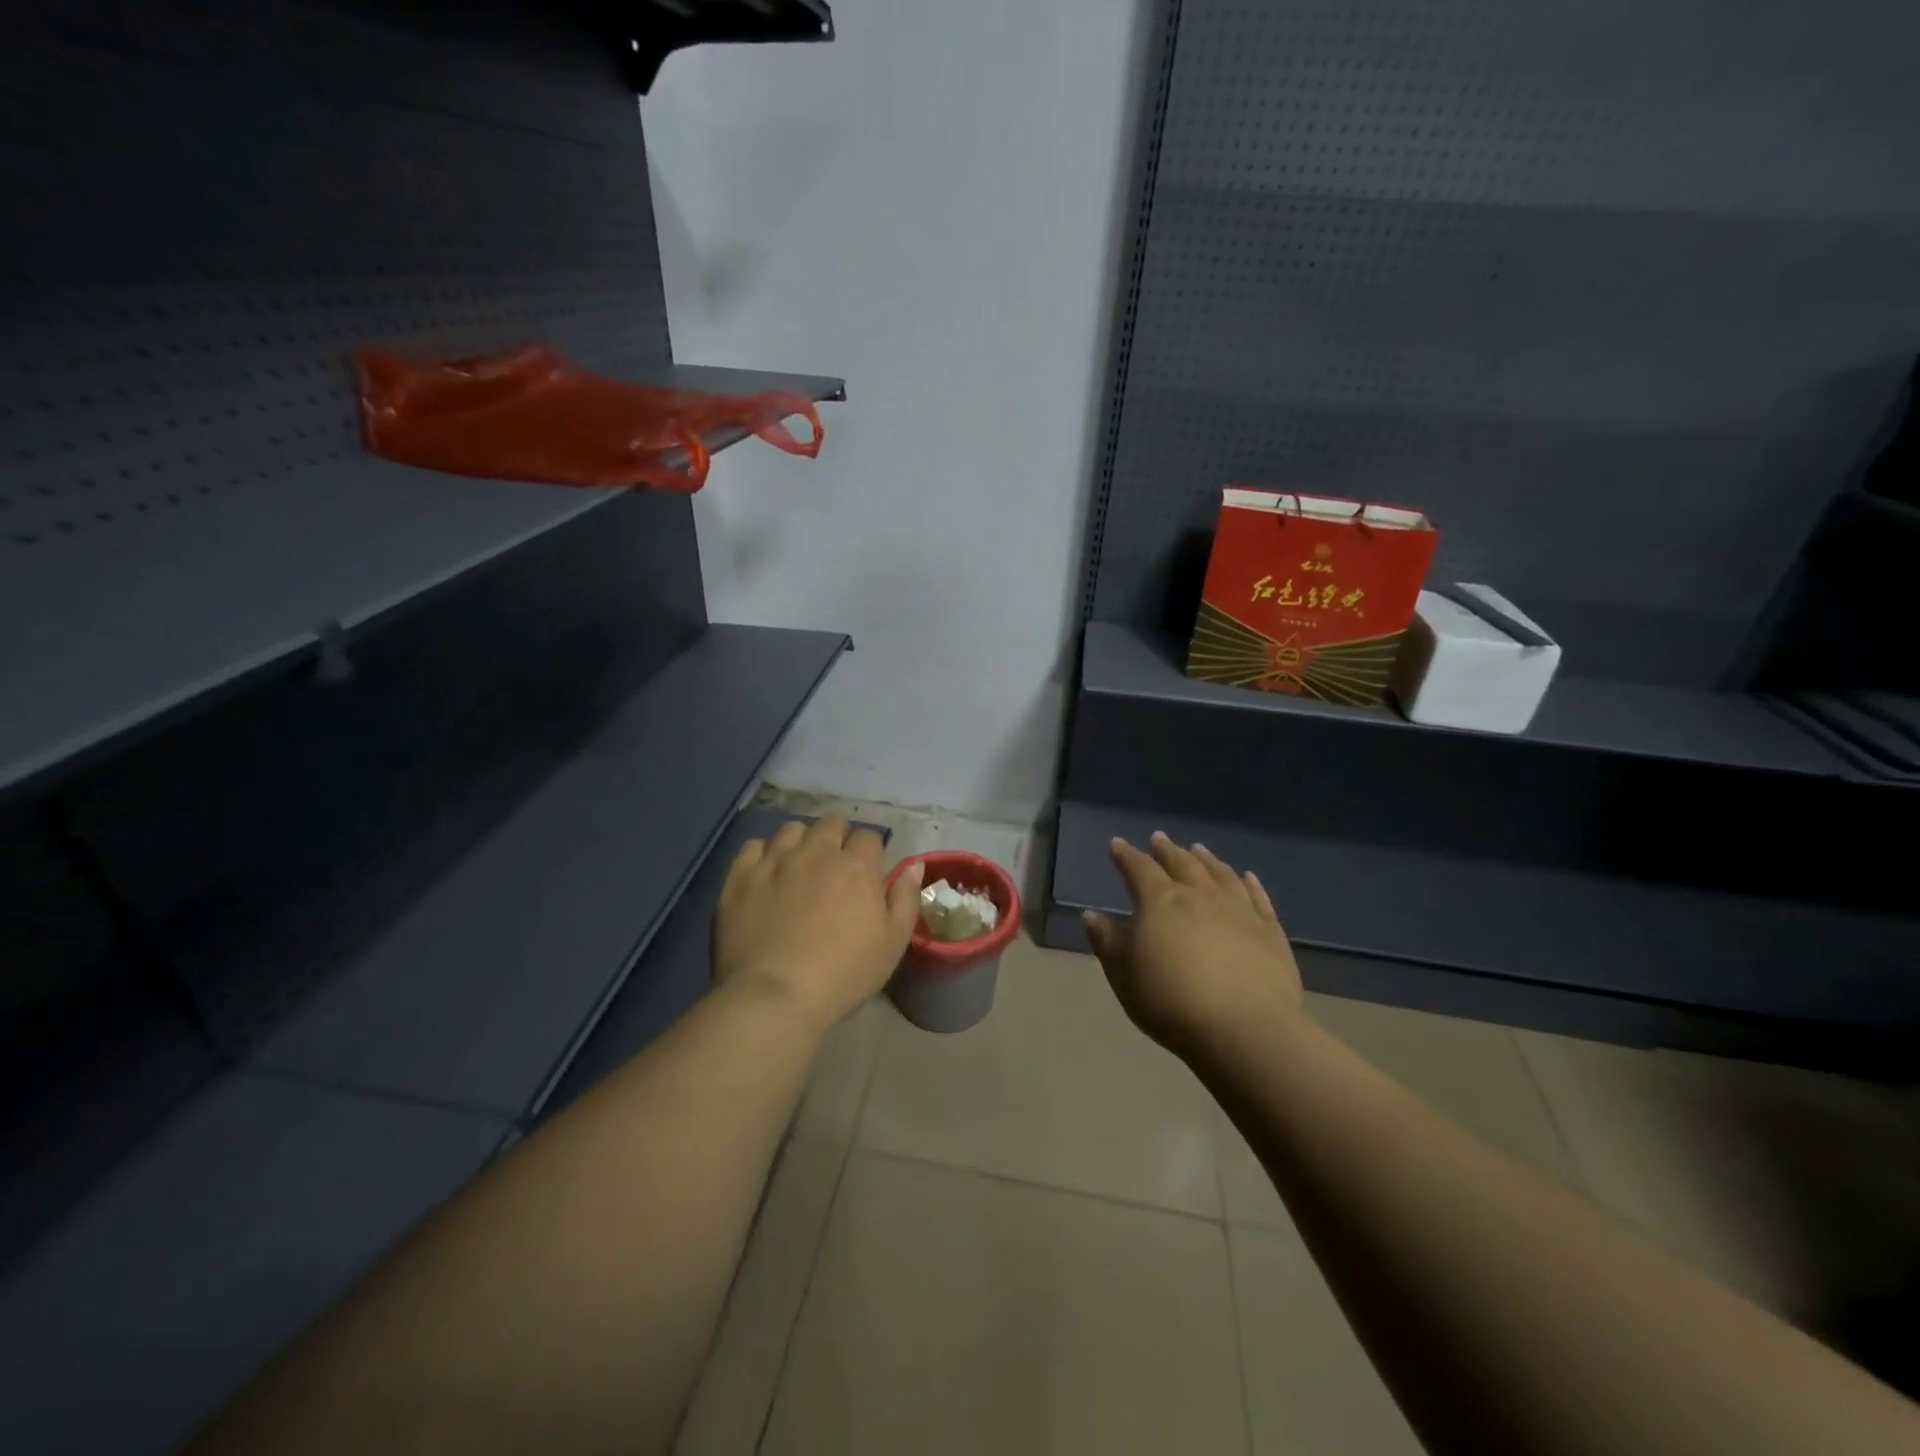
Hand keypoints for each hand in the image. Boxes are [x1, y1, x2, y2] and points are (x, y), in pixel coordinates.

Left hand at [713, 815, 923, 1032]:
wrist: (775, 996)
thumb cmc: (844, 974)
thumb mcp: (893, 943)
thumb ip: (906, 898)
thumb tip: (914, 864)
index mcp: (856, 866)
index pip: (869, 836)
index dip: (871, 852)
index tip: (868, 874)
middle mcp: (817, 852)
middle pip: (832, 823)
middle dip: (839, 837)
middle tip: (836, 868)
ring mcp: (775, 860)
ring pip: (792, 829)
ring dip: (802, 841)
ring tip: (800, 866)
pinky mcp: (741, 876)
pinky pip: (754, 846)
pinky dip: (764, 853)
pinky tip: (767, 873)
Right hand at [1083, 833, 1301, 1056]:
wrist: (1244, 1028)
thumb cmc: (1171, 1000)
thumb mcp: (1124, 974)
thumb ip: (1107, 941)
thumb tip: (1092, 915)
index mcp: (1160, 901)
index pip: (1139, 868)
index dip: (1126, 855)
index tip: (1117, 845)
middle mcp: (1200, 895)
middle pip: (1181, 863)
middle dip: (1166, 850)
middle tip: (1159, 839)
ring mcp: (1239, 910)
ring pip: (1220, 873)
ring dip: (1206, 859)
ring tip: (1198, 849)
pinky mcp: (1270, 930)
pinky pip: (1258, 897)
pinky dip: (1250, 883)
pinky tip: (1247, 876)